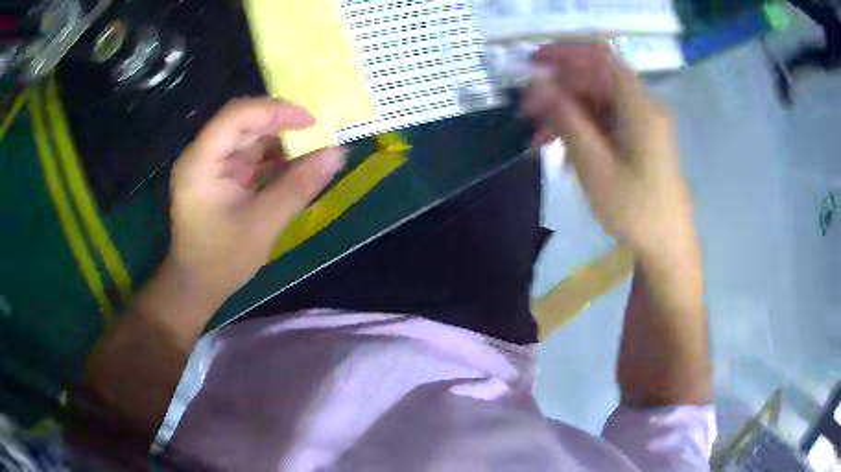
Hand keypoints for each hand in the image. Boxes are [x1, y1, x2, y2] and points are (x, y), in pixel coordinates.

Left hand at [167, 98, 344, 300]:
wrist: (197, 286)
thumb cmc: (222, 260)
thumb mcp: (264, 224)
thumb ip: (299, 186)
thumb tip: (338, 153)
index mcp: (201, 162)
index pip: (237, 116)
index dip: (275, 111)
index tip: (311, 121)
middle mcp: (202, 155)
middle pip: (244, 122)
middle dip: (282, 124)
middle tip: (318, 132)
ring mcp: (210, 165)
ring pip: (249, 137)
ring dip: (280, 141)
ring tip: (313, 149)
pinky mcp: (219, 176)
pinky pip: (249, 155)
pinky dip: (273, 158)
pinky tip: (296, 165)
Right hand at [524, 43, 695, 259]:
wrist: (667, 248)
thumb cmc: (635, 211)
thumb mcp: (595, 166)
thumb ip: (567, 120)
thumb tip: (539, 85)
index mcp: (639, 105)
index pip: (598, 58)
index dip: (563, 55)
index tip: (530, 66)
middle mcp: (644, 106)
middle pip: (596, 80)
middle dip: (559, 91)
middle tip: (527, 115)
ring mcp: (643, 124)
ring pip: (598, 102)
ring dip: (566, 114)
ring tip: (539, 142)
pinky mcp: (640, 140)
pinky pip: (606, 122)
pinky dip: (582, 130)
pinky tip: (563, 154)